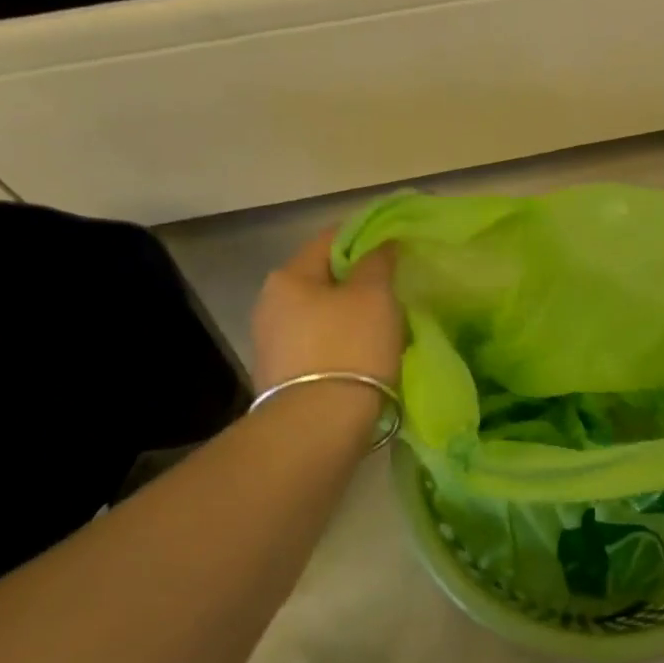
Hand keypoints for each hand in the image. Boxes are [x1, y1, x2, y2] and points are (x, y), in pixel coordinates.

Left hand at [251, 229, 403, 393]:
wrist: (319, 425)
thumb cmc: (350, 347)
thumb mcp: (375, 295)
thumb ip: (378, 262)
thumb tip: (382, 244)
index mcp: (287, 276)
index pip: (329, 240)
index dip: (364, 237)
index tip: (394, 248)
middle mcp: (270, 304)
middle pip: (322, 280)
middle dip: (356, 282)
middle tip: (393, 292)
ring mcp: (271, 344)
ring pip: (320, 315)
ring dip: (349, 316)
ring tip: (384, 329)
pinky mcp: (281, 378)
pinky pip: (318, 347)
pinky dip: (340, 345)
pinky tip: (364, 358)